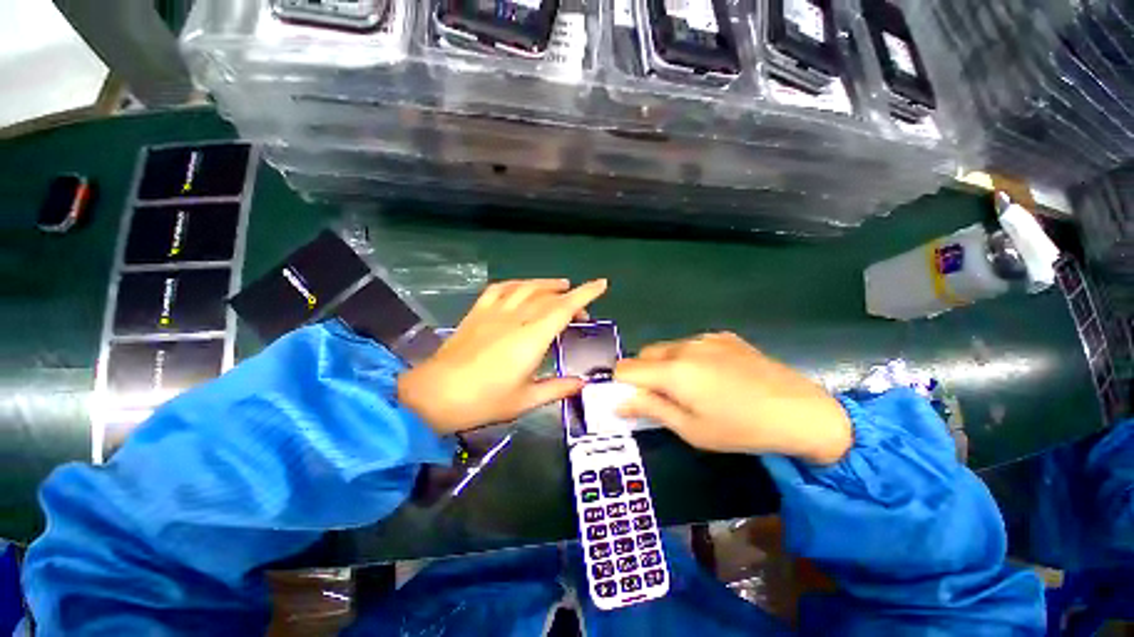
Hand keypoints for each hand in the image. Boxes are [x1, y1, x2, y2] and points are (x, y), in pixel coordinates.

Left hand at [398, 278, 607, 433]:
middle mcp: (516, 317)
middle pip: (549, 296)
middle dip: (570, 298)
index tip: (602, 284)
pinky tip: (522, 288)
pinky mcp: (478, 312)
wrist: (436, 395)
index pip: (564, 308)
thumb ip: (557, 388)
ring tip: (559, 287)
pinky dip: (517, 284)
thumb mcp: (526, 399)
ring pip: (526, 287)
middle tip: (580, 313)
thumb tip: (582, 384)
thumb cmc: (484, 400)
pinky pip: (501, 288)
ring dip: (546, 284)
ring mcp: (494, 311)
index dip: (586, 294)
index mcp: (532, 337)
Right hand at [614, 332, 851, 463]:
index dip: (622, 384)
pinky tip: (714, 376)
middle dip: (644, 374)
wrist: (800, 411)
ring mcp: (705, 338)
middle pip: (644, 355)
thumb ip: (651, 409)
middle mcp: (683, 347)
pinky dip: (688, 358)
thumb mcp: (691, 429)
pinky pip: (691, 344)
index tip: (634, 400)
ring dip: (666, 365)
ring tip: (692, 387)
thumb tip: (619, 403)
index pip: (625, 368)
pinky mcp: (723, 336)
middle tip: (664, 397)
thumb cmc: (741, 428)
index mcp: (673, 371)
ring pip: (667, 348)